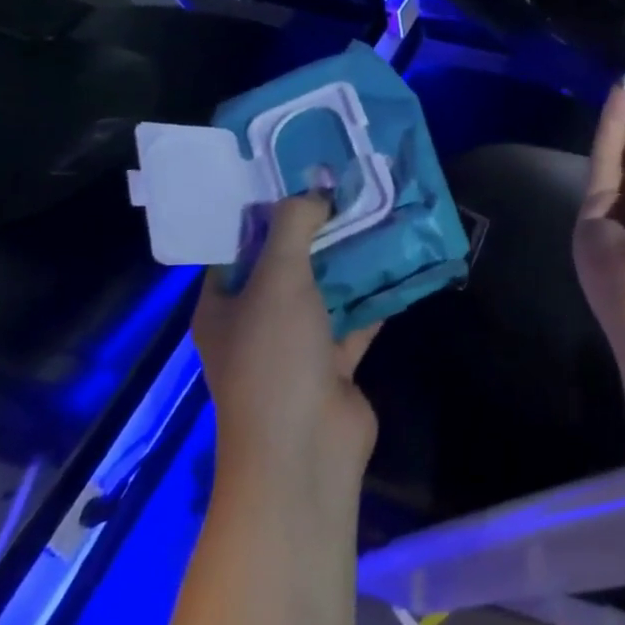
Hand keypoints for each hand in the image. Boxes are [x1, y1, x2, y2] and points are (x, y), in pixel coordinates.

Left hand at [191, 194, 380, 497]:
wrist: (305, 451)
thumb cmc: (274, 358)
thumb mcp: (278, 279)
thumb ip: (294, 227)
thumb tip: (314, 192)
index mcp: (223, 305)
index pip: (238, 245)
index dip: (265, 209)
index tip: (298, 173)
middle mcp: (255, 322)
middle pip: (287, 263)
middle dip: (317, 229)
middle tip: (349, 187)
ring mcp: (296, 345)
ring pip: (324, 289)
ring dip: (349, 259)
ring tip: (380, 214)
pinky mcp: (333, 364)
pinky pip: (355, 318)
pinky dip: (375, 294)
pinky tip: (400, 261)